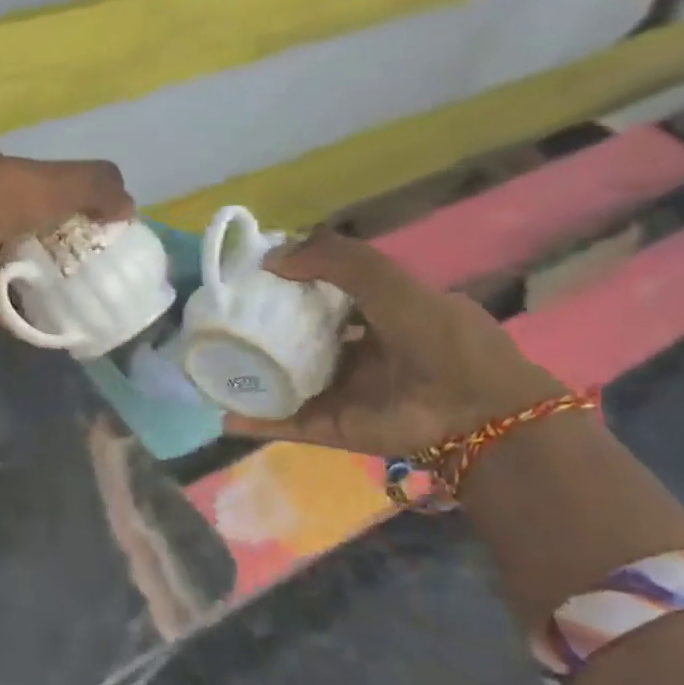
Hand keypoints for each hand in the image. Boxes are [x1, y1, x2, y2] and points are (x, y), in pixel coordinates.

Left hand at [0, 142, 134, 313]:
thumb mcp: (44, 184)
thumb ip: (92, 185)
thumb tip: (130, 206)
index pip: (29, 174)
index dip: (61, 194)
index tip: (87, 222)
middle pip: (14, 214)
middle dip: (46, 234)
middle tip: (80, 260)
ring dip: (27, 266)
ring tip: (63, 288)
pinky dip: (7, 298)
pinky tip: (34, 313)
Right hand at [225, 229, 564, 457]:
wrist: (473, 412)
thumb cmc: (437, 338)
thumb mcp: (391, 282)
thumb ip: (336, 260)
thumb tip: (271, 258)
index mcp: (379, 314)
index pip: (325, 293)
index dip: (290, 282)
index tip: (251, 276)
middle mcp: (358, 352)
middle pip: (301, 337)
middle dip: (265, 329)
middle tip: (223, 318)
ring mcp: (342, 391)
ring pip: (288, 380)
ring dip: (253, 374)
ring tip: (210, 363)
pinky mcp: (332, 426)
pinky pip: (286, 422)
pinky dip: (256, 421)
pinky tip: (223, 413)